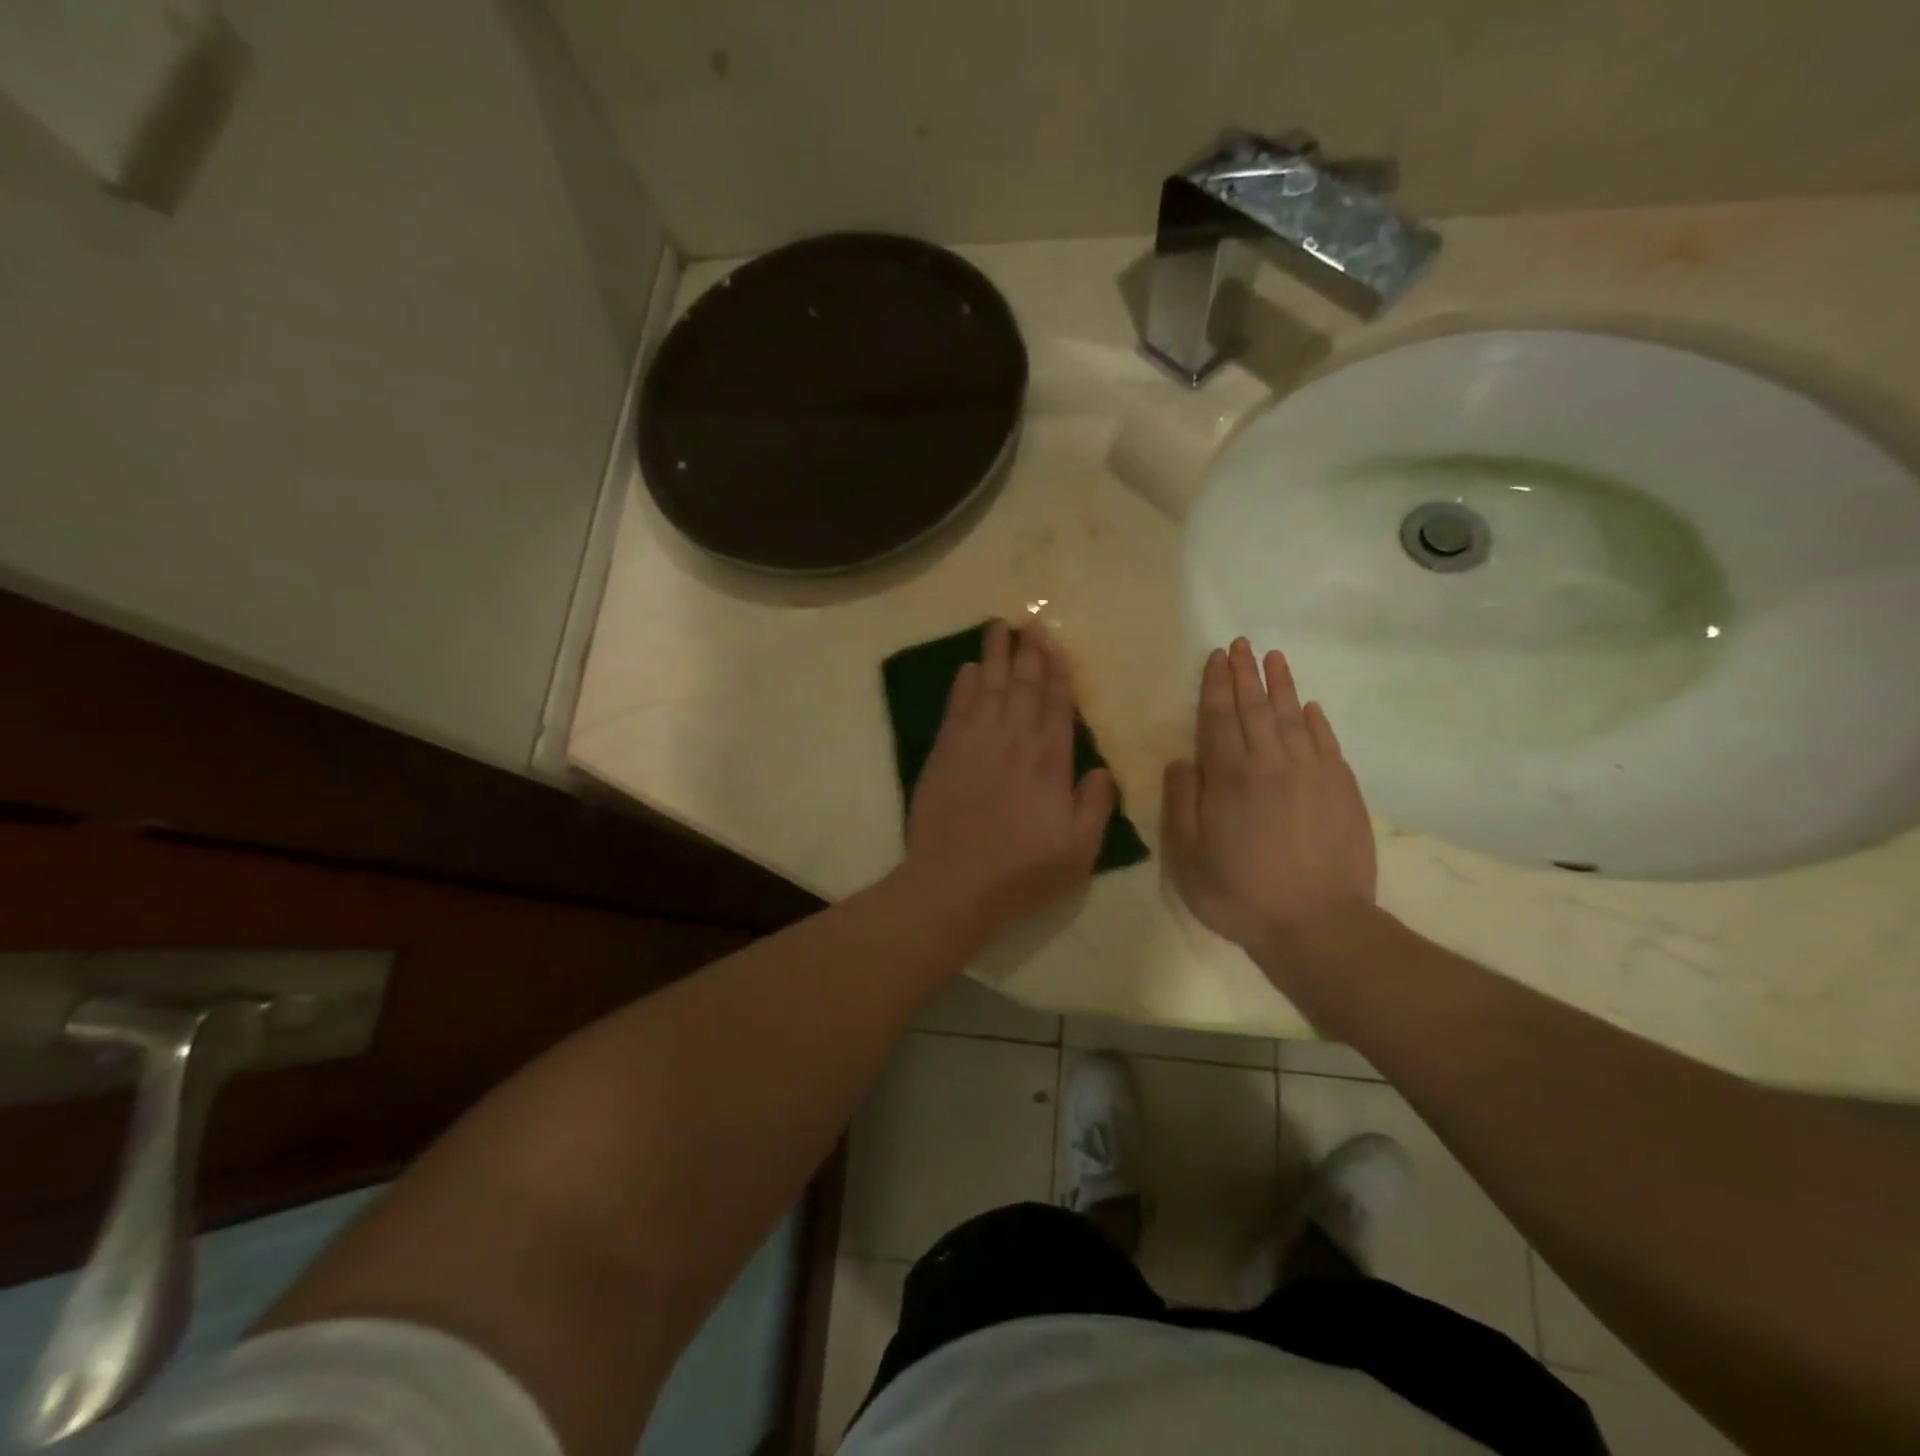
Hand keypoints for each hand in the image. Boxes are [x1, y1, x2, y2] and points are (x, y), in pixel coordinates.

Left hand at [903, 621, 1114, 936]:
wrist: (954, 883)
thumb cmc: (1022, 871)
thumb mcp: (1079, 850)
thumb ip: (1095, 805)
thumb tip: (1101, 770)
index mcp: (1050, 761)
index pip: (1057, 704)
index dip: (1057, 671)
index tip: (1055, 643)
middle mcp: (1014, 740)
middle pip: (1023, 686)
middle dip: (1028, 652)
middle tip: (1030, 622)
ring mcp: (976, 743)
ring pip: (988, 687)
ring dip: (994, 656)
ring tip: (998, 627)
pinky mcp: (945, 753)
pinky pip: (956, 708)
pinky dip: (962, 685)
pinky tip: (966, 669)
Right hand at [1162, 639, 1376, 956]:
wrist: (1318, 925)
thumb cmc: (1240, 893)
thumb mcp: (1187, 856)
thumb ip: (1181, 802)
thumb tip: (1182, 761)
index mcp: (1230, 777)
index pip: (1218, 718)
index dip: (1215, 685)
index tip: (1216, 657)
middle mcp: (1271, 763)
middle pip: (1256, 708)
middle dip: (1246, 674)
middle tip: (1241, 644)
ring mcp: (1312, 774)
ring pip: (1293, 717)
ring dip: (1281, 685)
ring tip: (1274, 658)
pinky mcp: (1342, 790)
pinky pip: (1327, 743)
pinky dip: (1316, 721)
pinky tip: (1310, 707)